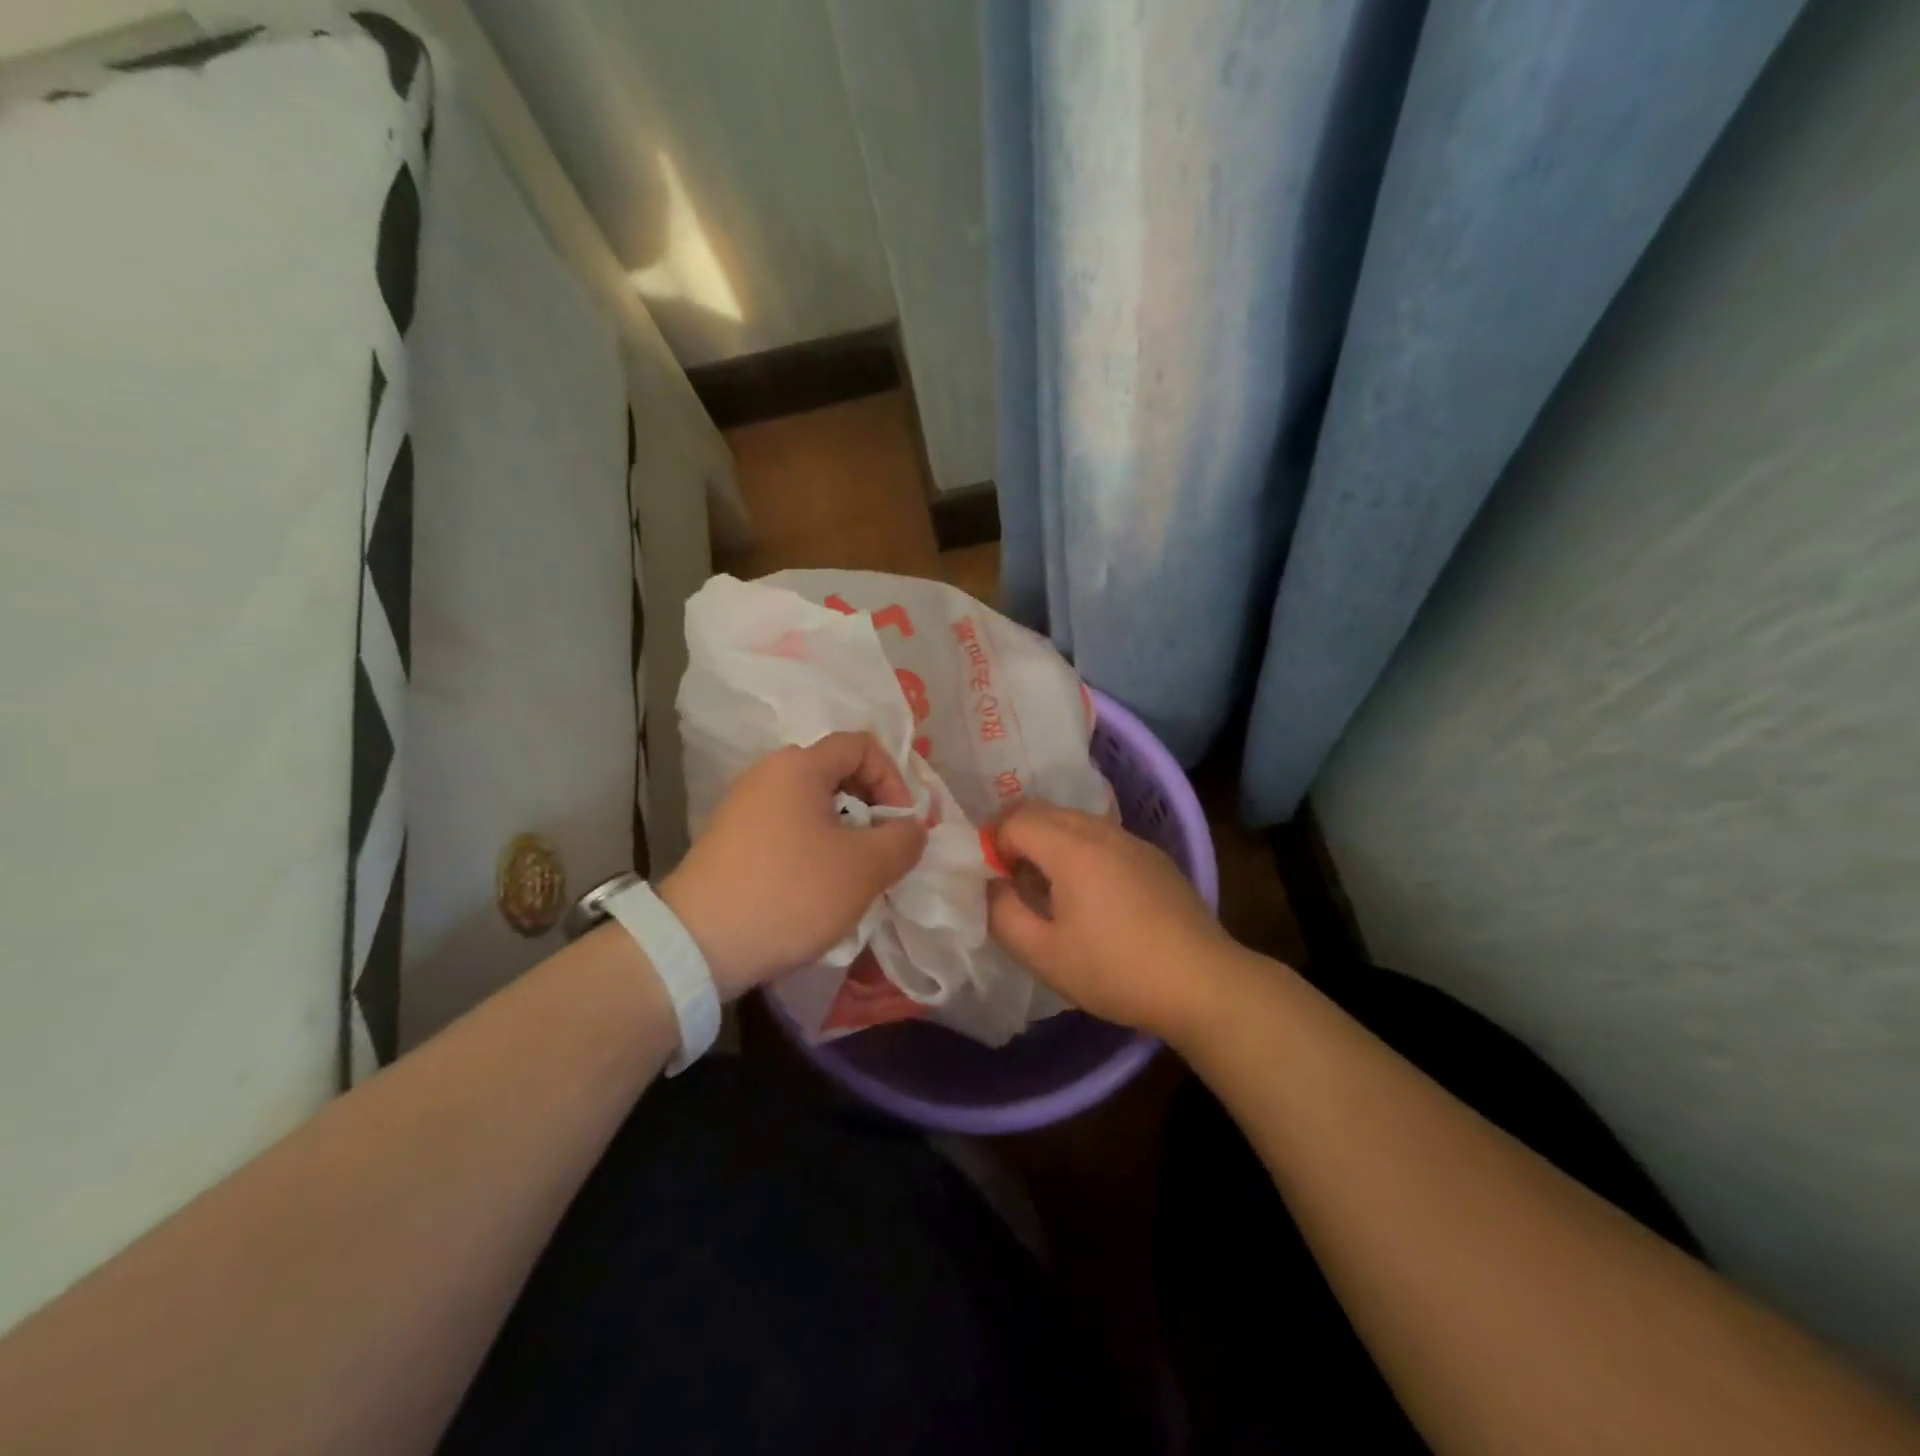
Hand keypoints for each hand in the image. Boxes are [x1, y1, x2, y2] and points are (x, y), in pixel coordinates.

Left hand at [659, 732, 926, 999]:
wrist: (697, 944)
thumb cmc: (790, 893)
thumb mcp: (864, 868)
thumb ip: (902, 840)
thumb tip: (911, 828)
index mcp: (799, 766)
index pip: (861, 745)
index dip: (893, 778)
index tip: (901, 824)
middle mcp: (767, 774)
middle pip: (836, 772)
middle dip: (870, 807)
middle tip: (883, 849)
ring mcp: (743, 806)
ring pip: (812, 804)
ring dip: (844, 831)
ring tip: (854, 874)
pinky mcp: (730, 839)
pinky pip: (787, 827)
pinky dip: (813, 846)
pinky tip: (816, 887)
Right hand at [987, 802, 1240, 1040]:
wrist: (1202, 982)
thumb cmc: (1115, 971)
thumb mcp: (1044, 955)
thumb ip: (1003, 915)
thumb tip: (991, 885)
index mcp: (1071, 848)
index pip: (1015, 820)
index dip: (994, 845)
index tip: (995, 881)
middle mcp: (1101, 831)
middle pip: (1044, 810)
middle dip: (1018, 834)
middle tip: (1011, 878)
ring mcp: (1132, 840)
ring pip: (1075, 820)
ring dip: (1049, 840)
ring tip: (1047, 887)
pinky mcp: (1153, 856)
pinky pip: (1102, 836)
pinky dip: (1080, 849)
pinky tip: (1090, 893)